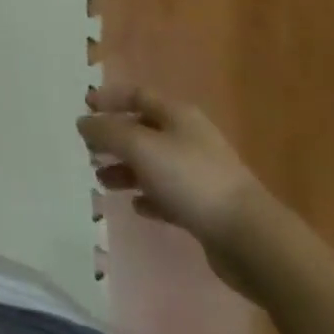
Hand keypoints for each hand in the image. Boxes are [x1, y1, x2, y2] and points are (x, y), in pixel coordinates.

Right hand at [77, 87, 270, 291]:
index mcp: (177, 115)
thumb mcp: (141, 147)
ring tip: (102, 180)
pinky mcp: (204, 207)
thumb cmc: (191, 180)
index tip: (84, 108)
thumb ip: (107, 132)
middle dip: (114, 138)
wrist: (250, 238)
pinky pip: (168, 195)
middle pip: (143, 130)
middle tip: (88, 150)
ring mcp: (198, 173)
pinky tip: (136, 206)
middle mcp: (188, 138)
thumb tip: (83, 122)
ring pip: (153, 164)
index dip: (109, 98)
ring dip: (126, 170)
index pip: (136, 95)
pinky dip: (148, 197)